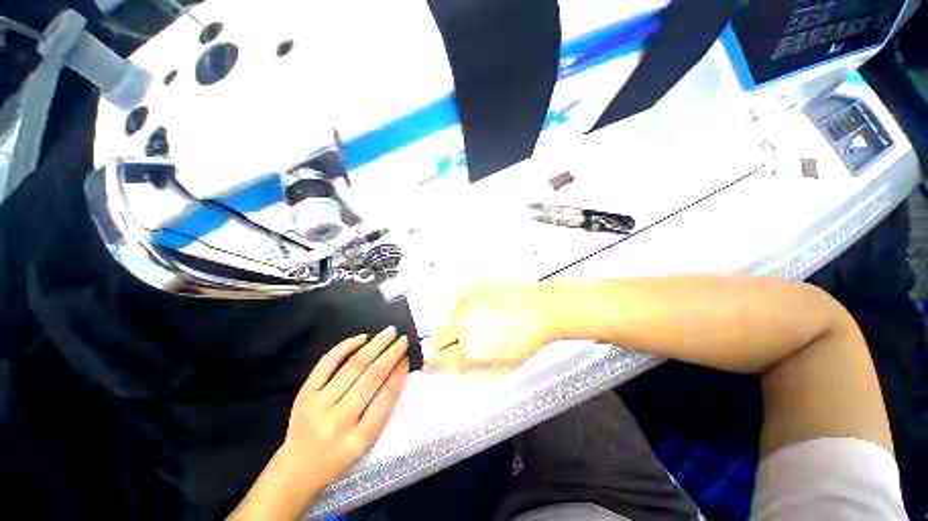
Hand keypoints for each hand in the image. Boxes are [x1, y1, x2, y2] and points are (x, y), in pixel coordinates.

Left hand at [231, 327, 409, 519]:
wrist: (297, 469)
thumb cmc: (340, 457)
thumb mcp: (368, 442)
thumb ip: (383, 408)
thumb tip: (398, 369)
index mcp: (359, 439)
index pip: (386, 397)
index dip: (399, 373)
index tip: (408, 356)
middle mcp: (338, 421)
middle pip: (371, 378)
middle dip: (391, 354)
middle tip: (403, 338)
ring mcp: (318, 405)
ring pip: (352, 366)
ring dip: (374, 345)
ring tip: (389, 332)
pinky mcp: (304, 394)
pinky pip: (327, 363)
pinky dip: (345, 347)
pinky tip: (361, 338)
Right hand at [423, 282, 558, 376]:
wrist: (542, 307)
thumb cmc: (528, 339)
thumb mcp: (503, 369)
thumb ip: (473, 374)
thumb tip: (454, 371)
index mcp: (470, 350)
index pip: (438, 360)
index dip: (431, 364)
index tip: (428, 365)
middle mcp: (463, 324)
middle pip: (436, 336)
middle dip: (441, 342)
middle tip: (458, 340)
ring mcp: (465, 302)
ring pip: (447, 316)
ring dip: (456, 321)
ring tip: (480, 320)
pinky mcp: (470, 285)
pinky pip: (458, 299)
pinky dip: (466, 304)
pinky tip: (484, 306)